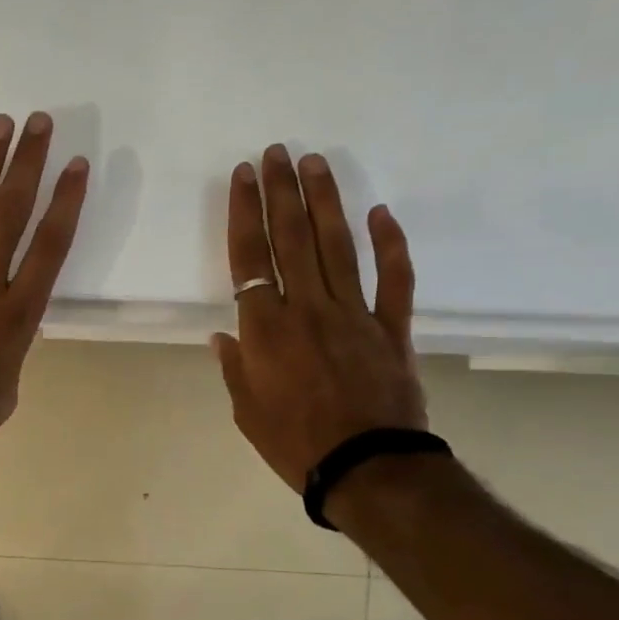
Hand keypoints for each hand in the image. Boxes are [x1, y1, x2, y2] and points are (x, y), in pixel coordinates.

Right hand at [212, 145, 425, 492]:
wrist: (366, 468)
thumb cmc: (295, 443)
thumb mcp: (246, 411)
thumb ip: (235, 367)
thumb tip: (224, 334)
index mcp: (265, 329)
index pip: (249, 257)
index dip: (244, 213)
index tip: (243, 176)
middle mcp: (307, 308)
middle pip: (291, 238)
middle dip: (281, 191)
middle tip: (276, 152)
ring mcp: (354, 313)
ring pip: (337, 246)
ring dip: (325, 201)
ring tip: (315, 163)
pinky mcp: (392, 327)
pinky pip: (394, 278)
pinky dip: (390, 244)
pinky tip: (381, 213)